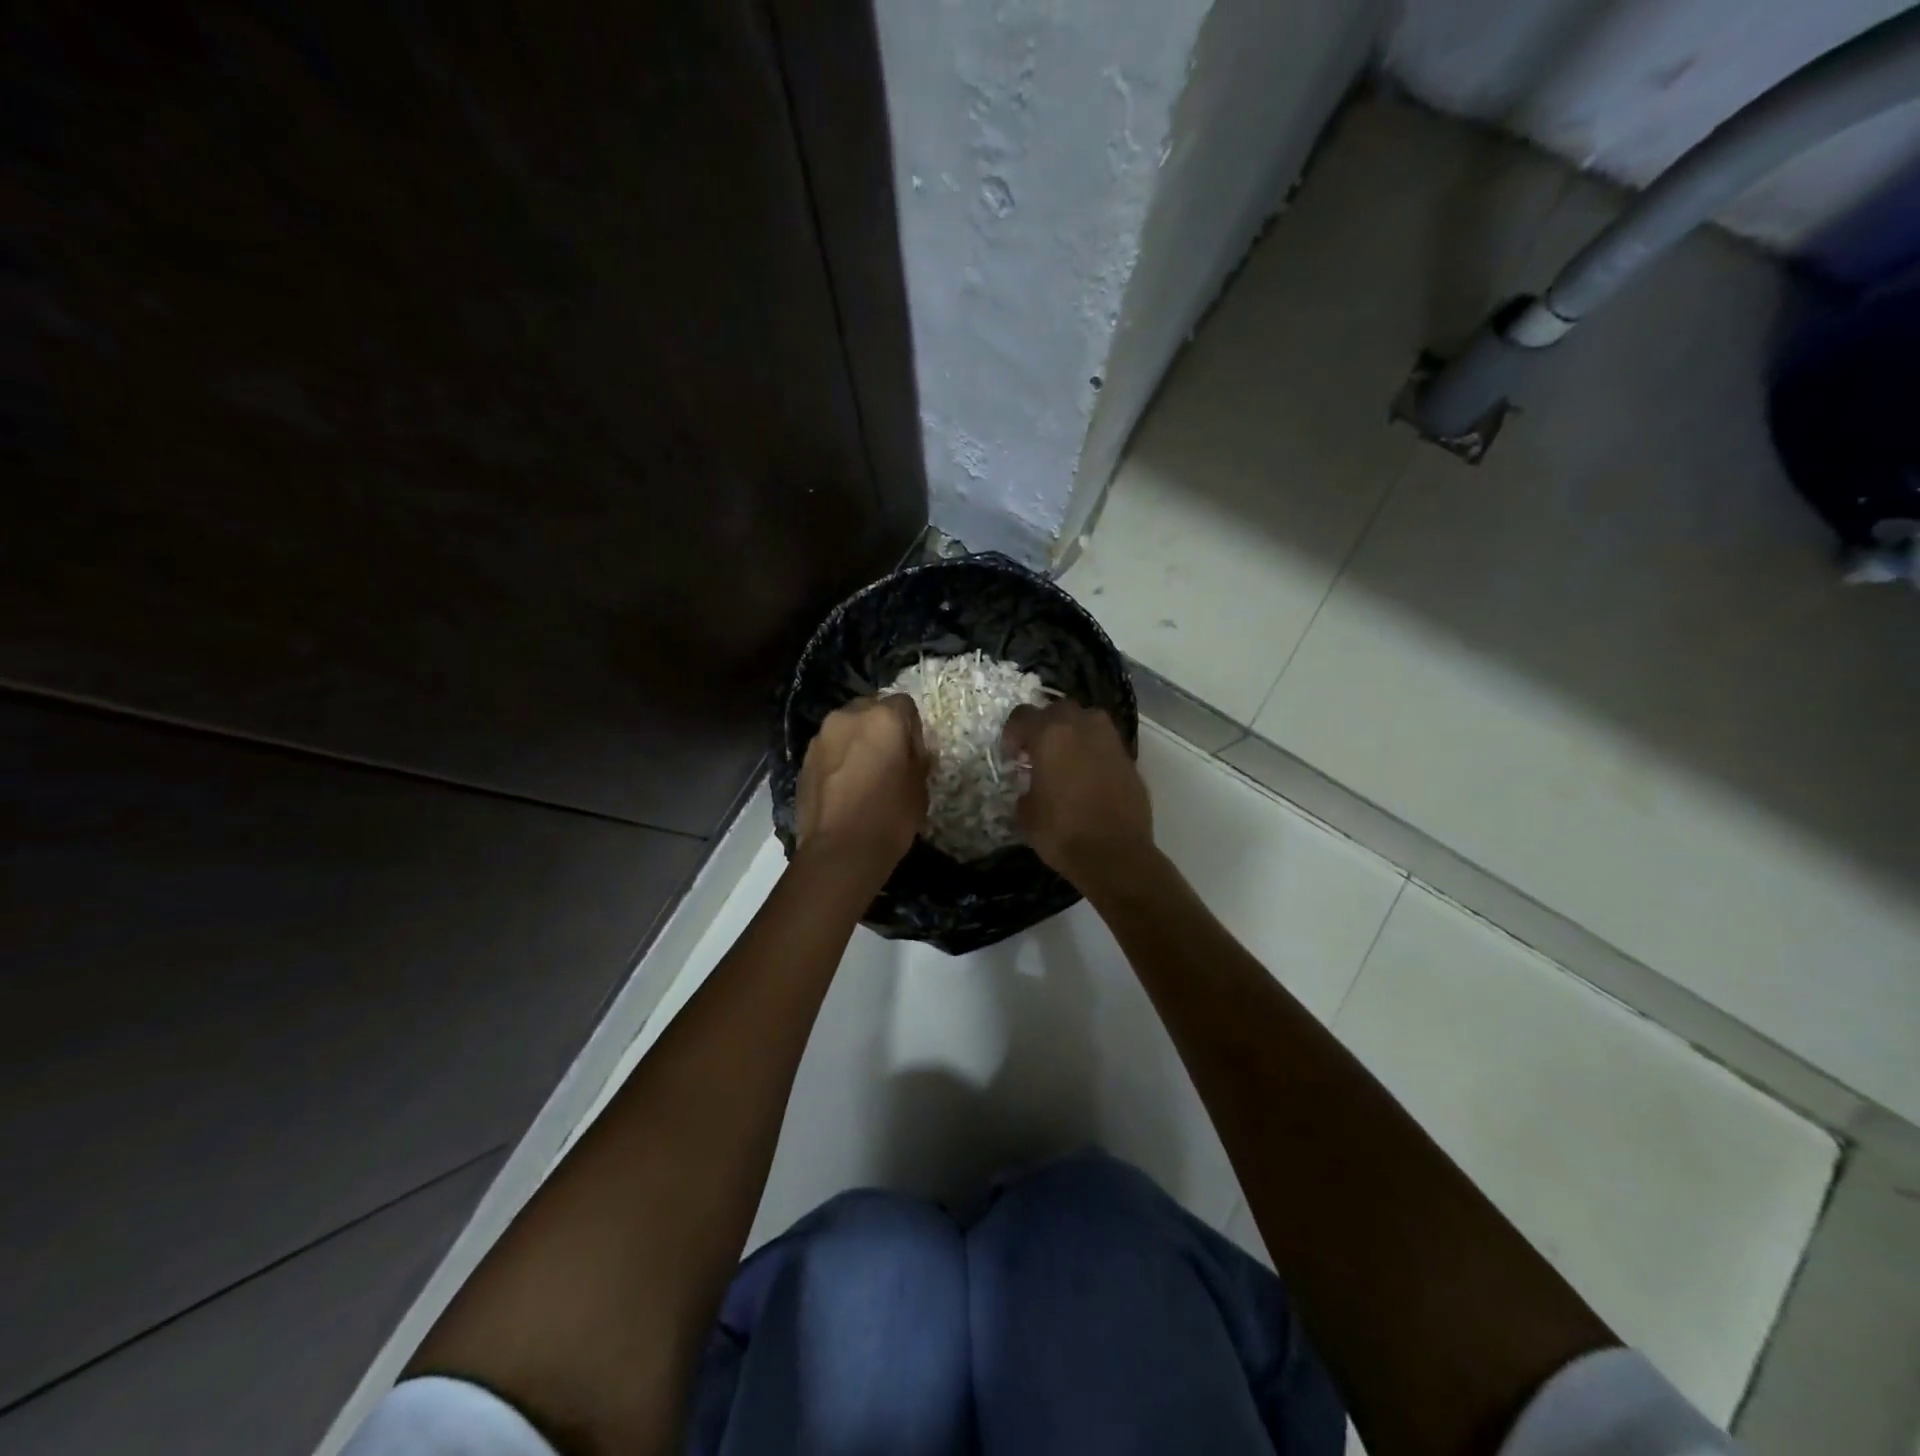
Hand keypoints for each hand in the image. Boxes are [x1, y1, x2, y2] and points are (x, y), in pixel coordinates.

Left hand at [796, 695, 928, 875]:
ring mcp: (821, 738)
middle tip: (888, 760)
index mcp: (883, 717)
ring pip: (845, 729)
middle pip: (870, 710)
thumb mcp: (920, 787)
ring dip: (856, 743)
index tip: (913, 754)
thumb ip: (917, 759)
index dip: (912, 728)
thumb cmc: (890, 816)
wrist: (840, 851)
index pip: (905, 704)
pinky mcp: (803, 760)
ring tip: (863, 776)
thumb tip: (911, 752)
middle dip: (880, 729)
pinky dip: (838, 761)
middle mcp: (848, 717)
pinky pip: (828, 751)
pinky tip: (844, 788)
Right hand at [1002, 702, 1153, 890]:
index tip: (1012, 754)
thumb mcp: (1027, 813)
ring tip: (1065, 760)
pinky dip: (1093, 752)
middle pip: (1058, 710)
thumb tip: (1033, 787)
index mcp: (1051, 734)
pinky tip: (1088, 776)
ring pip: (1087, 720)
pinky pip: (1105, 744)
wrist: (1116, 854)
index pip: (1023, 715)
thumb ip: (1026, 789)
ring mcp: (1110, 740)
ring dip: (1073, 733)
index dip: (1012, 733)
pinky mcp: (1129, 759)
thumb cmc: (1062, 832)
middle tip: (1038, 752)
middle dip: (1045, 725)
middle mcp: (1082, 726)